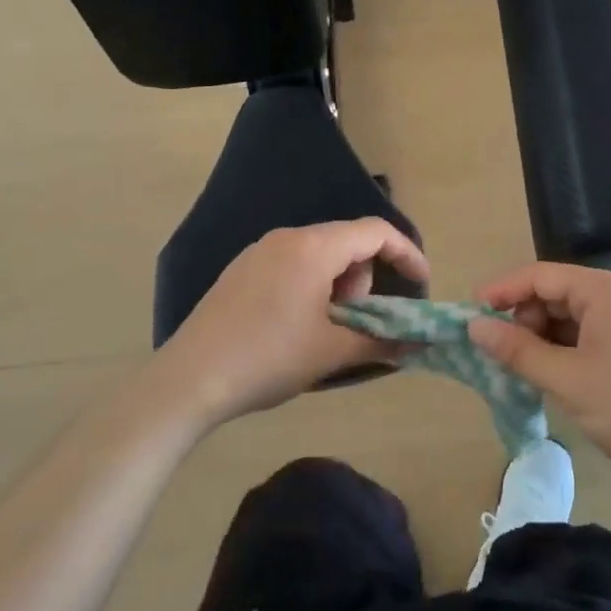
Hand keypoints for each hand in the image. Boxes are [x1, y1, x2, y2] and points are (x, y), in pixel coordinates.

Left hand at [158, 220, 427, 429]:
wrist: (190, 378)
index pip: (376, 232)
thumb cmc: (269, 358)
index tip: (420, 286)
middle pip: (347, 243)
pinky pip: (292, 265)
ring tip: (323, 331)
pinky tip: (294, 327)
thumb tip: (416, 345)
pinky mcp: (241, 270)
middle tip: (355, 323)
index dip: (406, 254)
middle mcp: (287, 237)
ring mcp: (259, 251)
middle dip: (364, 280)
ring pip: (319, 255)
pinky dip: (311, 287)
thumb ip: (381, 341)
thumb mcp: (331, 352)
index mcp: (314, 247)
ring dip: (337, 286)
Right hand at [469, 263, 610, 498]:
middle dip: (522, 320)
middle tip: (498, 354)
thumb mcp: (567, 380)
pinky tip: (546, 376)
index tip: (469, 314)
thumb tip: (474, 327)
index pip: (541, 275)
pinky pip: (585, 336)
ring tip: (519, 370)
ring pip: (568, 318)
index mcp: (606, 290)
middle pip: (554, 294)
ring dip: (540, 339)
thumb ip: (517, 350)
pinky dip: (561, 352)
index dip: (502, 291)